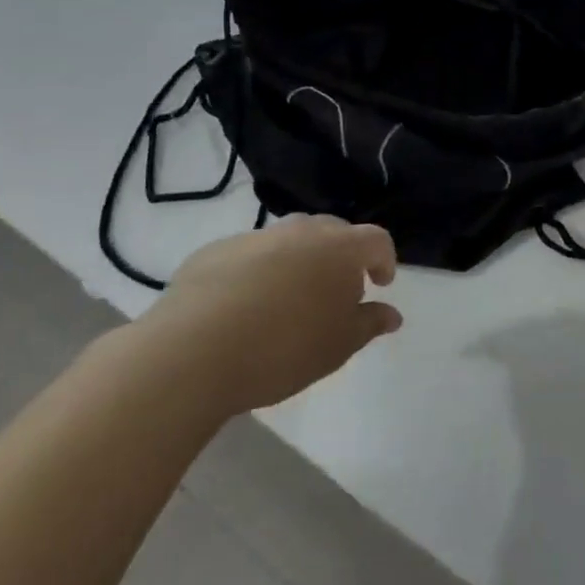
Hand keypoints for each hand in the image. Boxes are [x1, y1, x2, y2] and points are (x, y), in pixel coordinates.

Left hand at [134, 216, 400, 415]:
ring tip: (288, 298)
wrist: (192, 353)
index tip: (379, 284)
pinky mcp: (214, 251)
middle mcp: (301, 231)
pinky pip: (248, 254)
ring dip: (298, 260)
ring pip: (289, 239)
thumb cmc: (284, 349)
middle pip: (333, 231)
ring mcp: (255, 237)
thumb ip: (369, 324)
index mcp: (340, 248)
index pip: (376, 240)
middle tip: (335, 291)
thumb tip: (392, 314)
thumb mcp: (339, 346)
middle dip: (340, 255)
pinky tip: (243, 306)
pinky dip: (257, 271)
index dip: (383, 260)